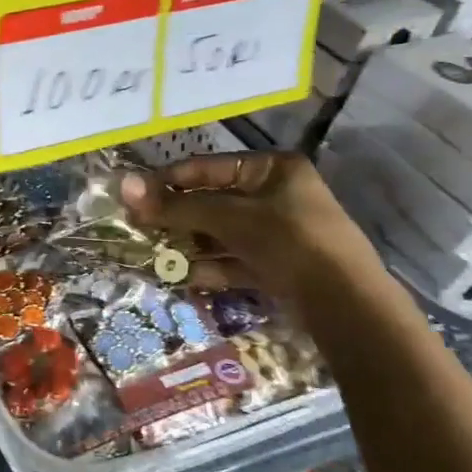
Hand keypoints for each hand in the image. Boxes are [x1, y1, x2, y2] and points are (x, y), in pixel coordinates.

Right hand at [119, 152, 385, 306]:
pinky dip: (211, 267)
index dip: (168, 180)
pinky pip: (235, 259)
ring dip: (189, 244)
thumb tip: (124, 185)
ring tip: (155, 255)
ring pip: (221, 233)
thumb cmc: (289, 241)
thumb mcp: (228, 218)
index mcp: (272, 169)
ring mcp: (280, 232)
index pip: (207, 167)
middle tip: (139, 227)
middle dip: (176, 217)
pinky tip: (182, 277)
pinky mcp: (280, 265)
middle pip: (212, 201)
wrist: (348, 305)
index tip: (133, 196)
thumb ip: (176, 205)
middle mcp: (277, 195)